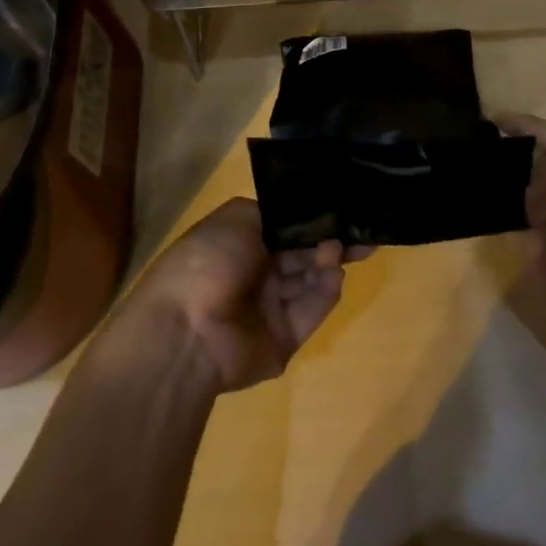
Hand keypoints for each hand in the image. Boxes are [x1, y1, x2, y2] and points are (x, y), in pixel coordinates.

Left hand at [118, 198, 363, 394]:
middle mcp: (257, 272)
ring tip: (339, 250)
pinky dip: (326, 292)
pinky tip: (335, 274)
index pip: (286, 228)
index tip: (343, 208)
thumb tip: (303, 213)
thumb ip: (274, 212)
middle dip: (329, 240)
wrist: (186, 330)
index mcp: (242, 242)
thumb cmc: (207, 261)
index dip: (313, 218)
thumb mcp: (236, 217)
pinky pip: (311, 310)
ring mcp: (271, 307)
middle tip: (359, 231)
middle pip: (302, 253)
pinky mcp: (285, 338)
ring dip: (327, 262)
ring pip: (310, 279)